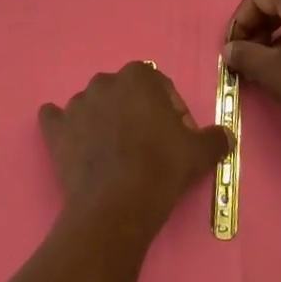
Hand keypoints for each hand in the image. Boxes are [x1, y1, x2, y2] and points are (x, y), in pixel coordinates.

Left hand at [39, 63, 231, 241]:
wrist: (117, 204)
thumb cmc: (162, 168)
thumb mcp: (200, 153)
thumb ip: (215, 137)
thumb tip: (225, 135)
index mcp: (138, 77)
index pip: (157, 85)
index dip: (169, 109)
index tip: (175, 135)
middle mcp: (103, 82)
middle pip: (124, 93)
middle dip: (135, 113)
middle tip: (147, 147)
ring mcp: (75, 104)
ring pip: (93, 106)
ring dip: (103, 122)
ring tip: (115, 156)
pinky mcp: (55, 129)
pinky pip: (56, 120)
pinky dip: (63, 128)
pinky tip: (74, 145)